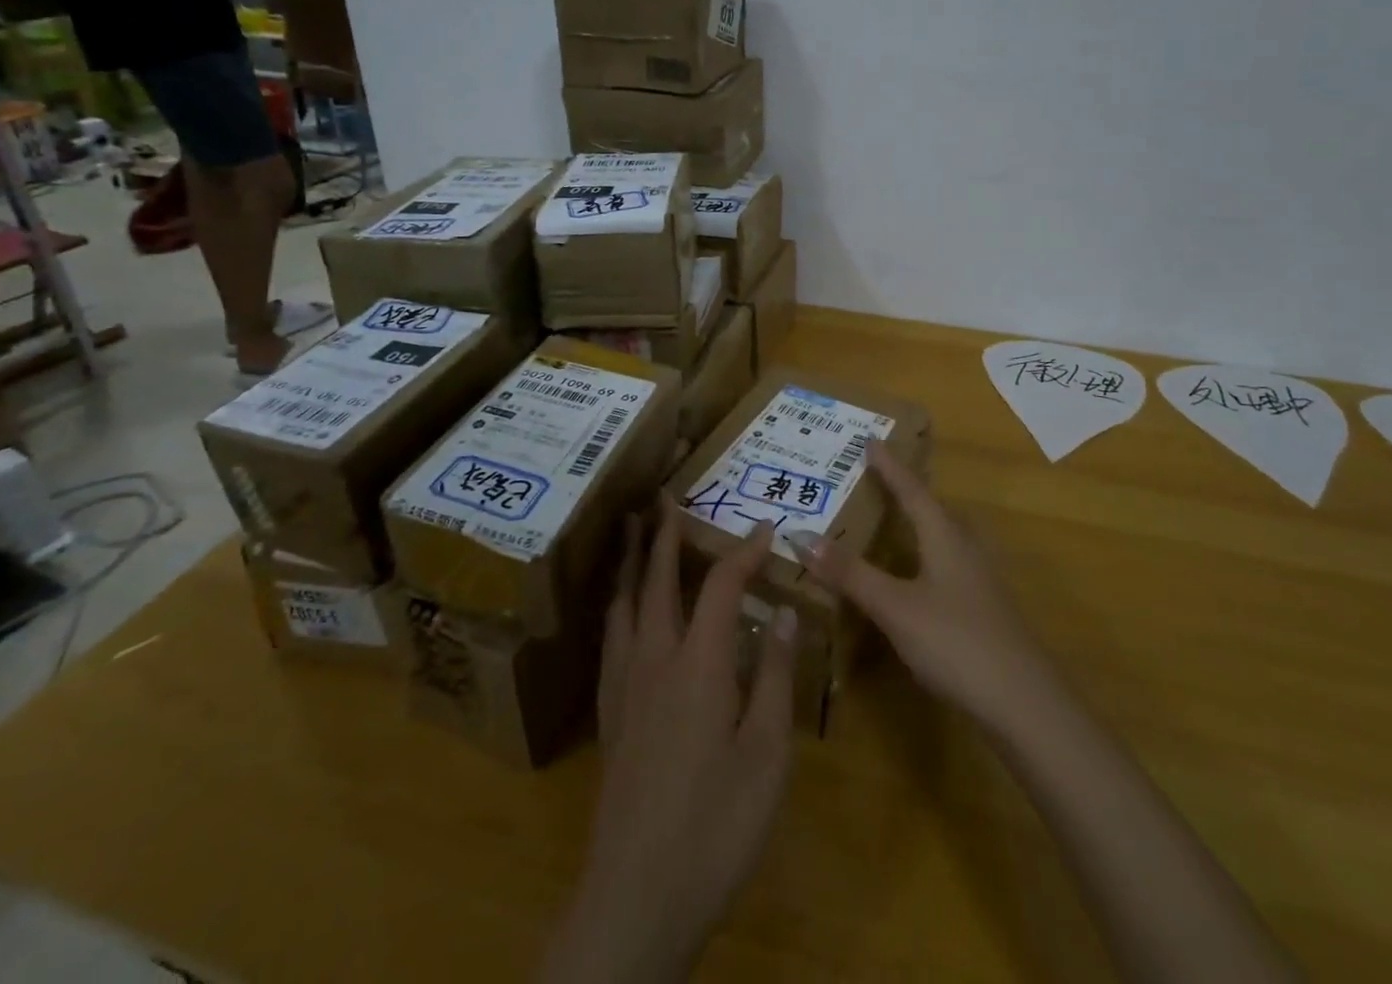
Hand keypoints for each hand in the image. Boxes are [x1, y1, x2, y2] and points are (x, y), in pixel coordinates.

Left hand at [537, 509, 797, 983]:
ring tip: (631, 533)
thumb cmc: (716, 825)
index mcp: (698, 663)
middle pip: (655, 580)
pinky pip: (611, 637)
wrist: (638, 894)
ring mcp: (625, 685)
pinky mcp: (610, 714)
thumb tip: (781, 611)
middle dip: (663, 535)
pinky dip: (618, 604)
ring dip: (630, 561)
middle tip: (664, 498)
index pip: (720, 585)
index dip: (743, 552)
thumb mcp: (767, 755)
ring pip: (623, 604)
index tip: (765, 529)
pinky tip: (622, 612)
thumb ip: (774, 676)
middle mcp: (654, 658)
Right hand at [789, 442, 1056, 736]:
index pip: (912, 490)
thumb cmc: (956, 643)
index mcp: (945, 537)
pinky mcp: (983, 609)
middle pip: (933, 508)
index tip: (871, 440)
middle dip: (905, 490)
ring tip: (893, 517)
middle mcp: (965, 548)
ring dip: (917, 521)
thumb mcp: (895, 607)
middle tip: (876, 476)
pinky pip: (947, 563)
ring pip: (943, 537)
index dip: (890, 466)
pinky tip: (915, 575)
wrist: (1025, 706)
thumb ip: (850, 573)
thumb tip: (800, 534)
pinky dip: (924, 554)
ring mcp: (979, 580)